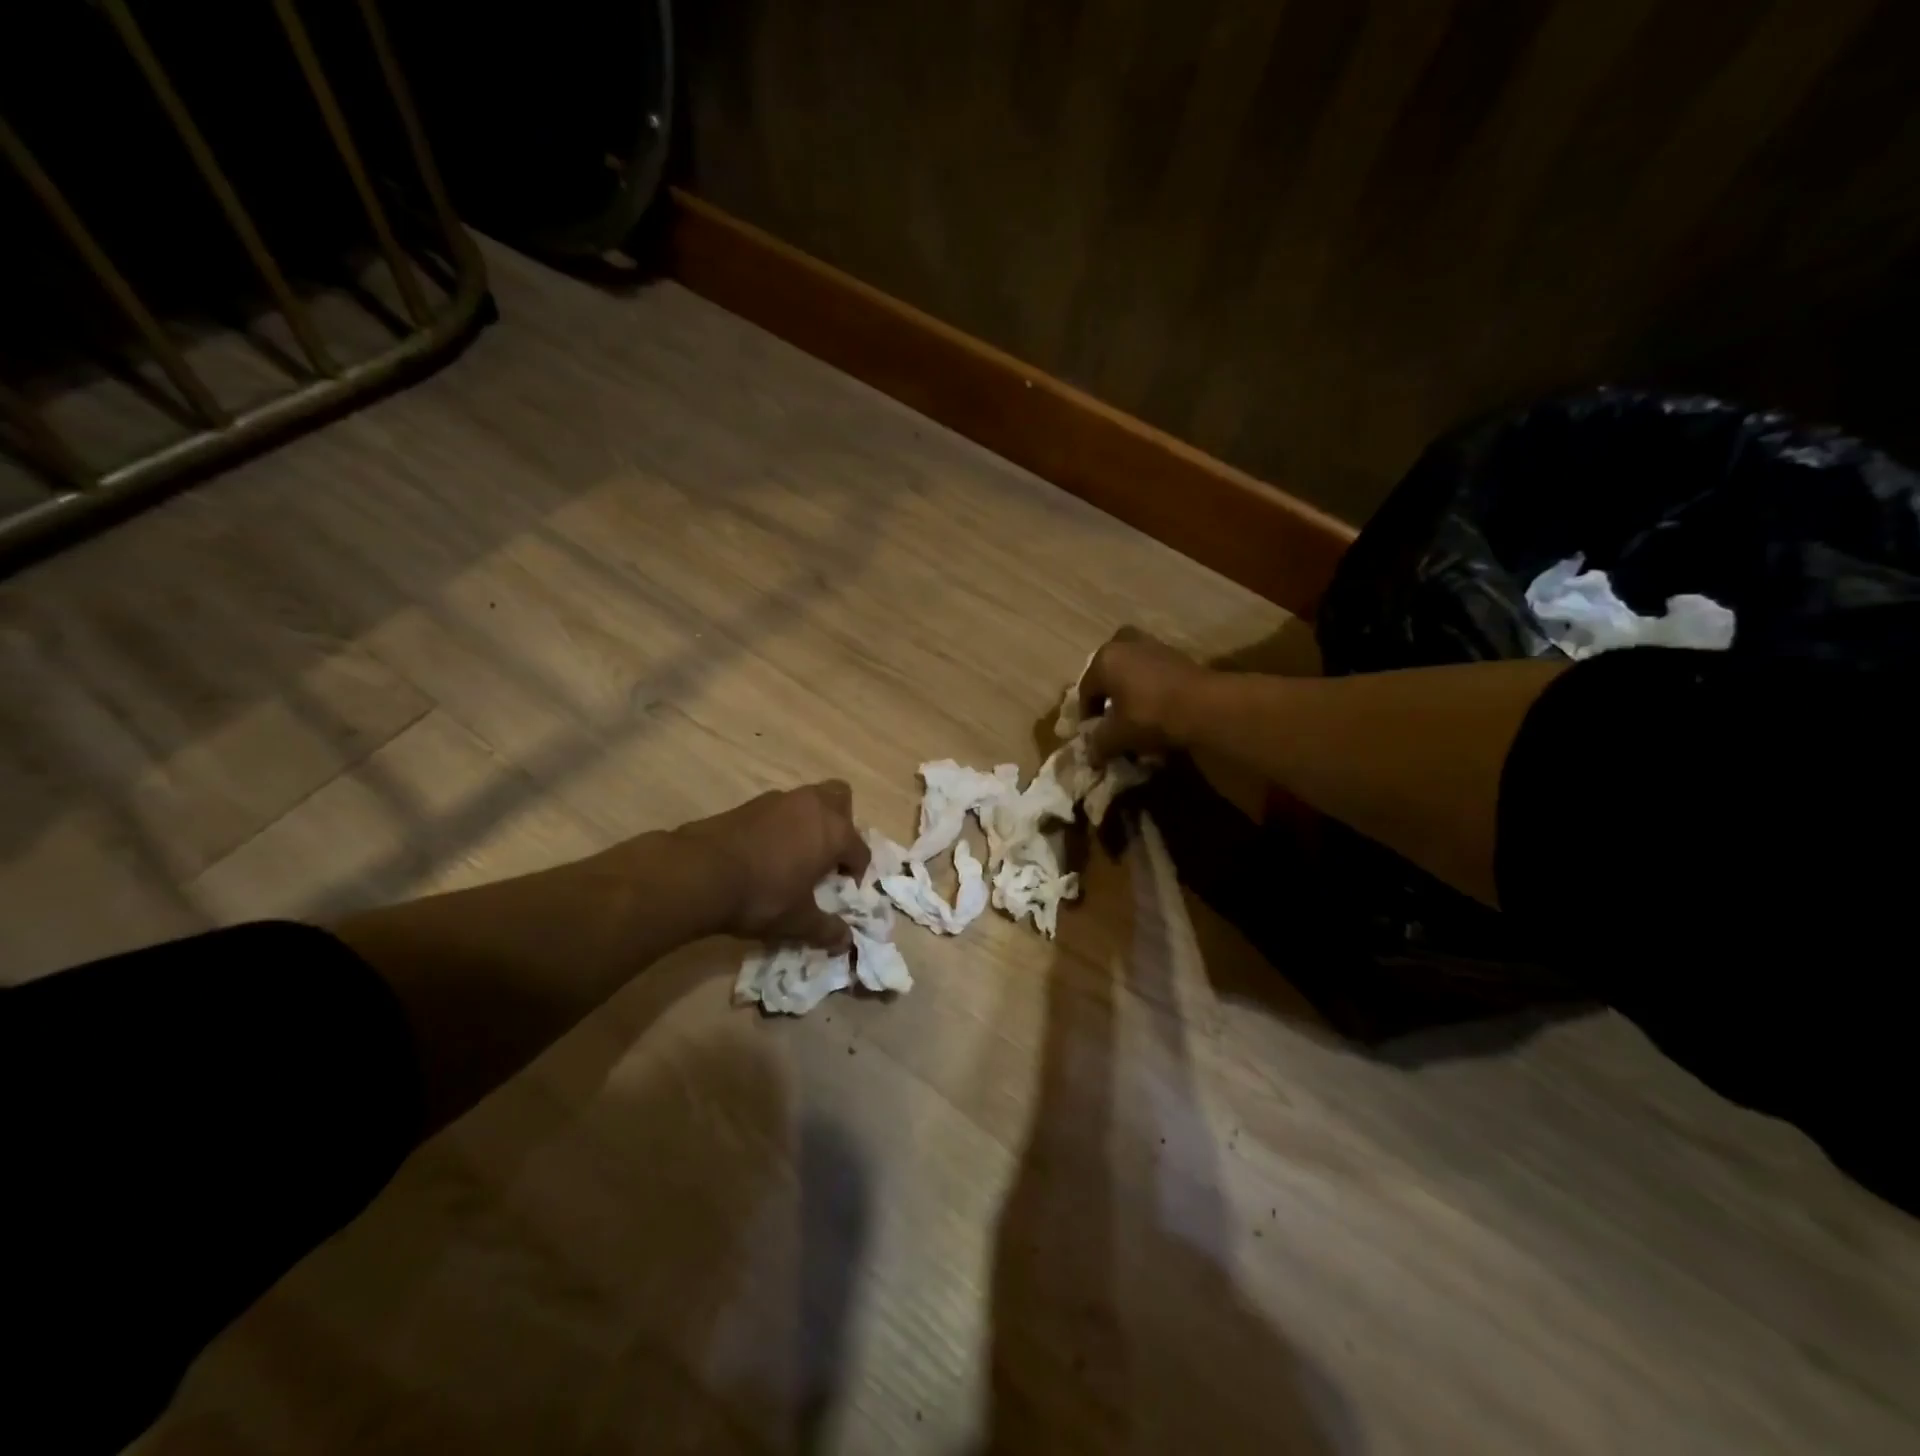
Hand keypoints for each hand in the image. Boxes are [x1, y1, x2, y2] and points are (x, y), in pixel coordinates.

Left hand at [672, 781, 870, 950]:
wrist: (701, 872)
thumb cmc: (762, 895)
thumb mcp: (797, 921)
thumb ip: (825, 929)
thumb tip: (846, 941)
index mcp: (835, 833)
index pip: (860, 849)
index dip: (857, 871)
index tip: (845, 889)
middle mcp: (813, 807)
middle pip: (841, 799)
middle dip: (842, 823)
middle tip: (828, 854)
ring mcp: (780, 800)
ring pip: (808, 799)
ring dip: (810, 821)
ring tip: (796, 853)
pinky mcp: (751, 803)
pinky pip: (779, 808)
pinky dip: (782, 824)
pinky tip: (767, 851)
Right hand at [1078, 628, 1211, 765]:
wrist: (1204, 707)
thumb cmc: (1149, 715)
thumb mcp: (1117, 736)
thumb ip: (1099, 744)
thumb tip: (1092, 756)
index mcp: (1105, 659)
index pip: (1086, 690)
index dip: (1087, 715)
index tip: (1093, 736)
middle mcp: (1127, 644)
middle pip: (1109, 670)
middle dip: (1109, 691)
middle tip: (1113, 714)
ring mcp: (1156, 646)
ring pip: (1134, 669)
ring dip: (1131, 688)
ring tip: (1136, 714)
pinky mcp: (1180, 656)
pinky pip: (1156, 673)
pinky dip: (1152, 688)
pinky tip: (1158, 710)